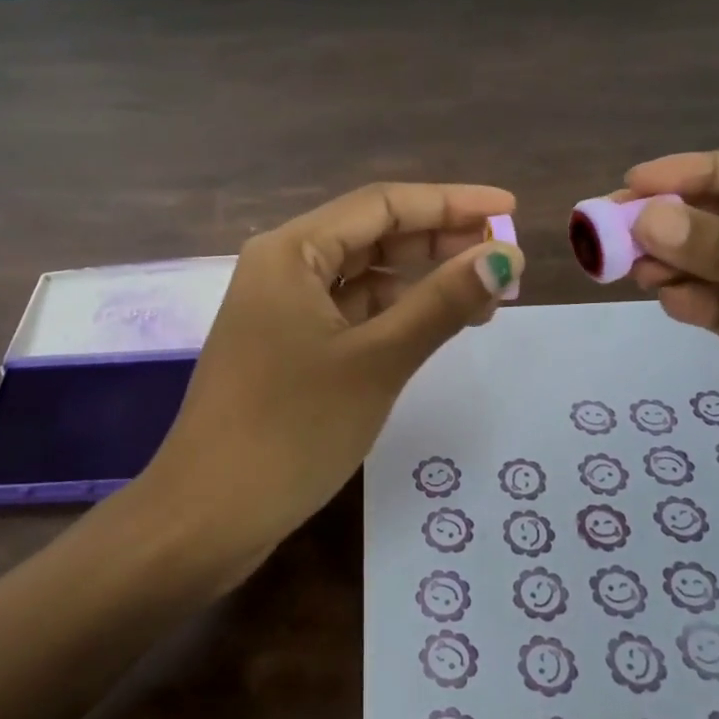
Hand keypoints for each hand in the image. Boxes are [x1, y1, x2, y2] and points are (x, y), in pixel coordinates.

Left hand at [143, 182, 523, 564]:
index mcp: (292, 251)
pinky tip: (434, 327)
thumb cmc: (292, 430)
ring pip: (363, 277)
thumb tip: (506, 258)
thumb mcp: (377, 361)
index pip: (383, 205)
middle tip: (504, 260)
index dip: (451, 202)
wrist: (208, 516)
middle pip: (372, 235)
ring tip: (485, 299)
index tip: (510, 208)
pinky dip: (394, 316)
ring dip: (421, 282)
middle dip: (439, 242)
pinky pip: (349, 313)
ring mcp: (281, 310)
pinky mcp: (286, 348)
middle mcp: (282, 267)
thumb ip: (443, 303)